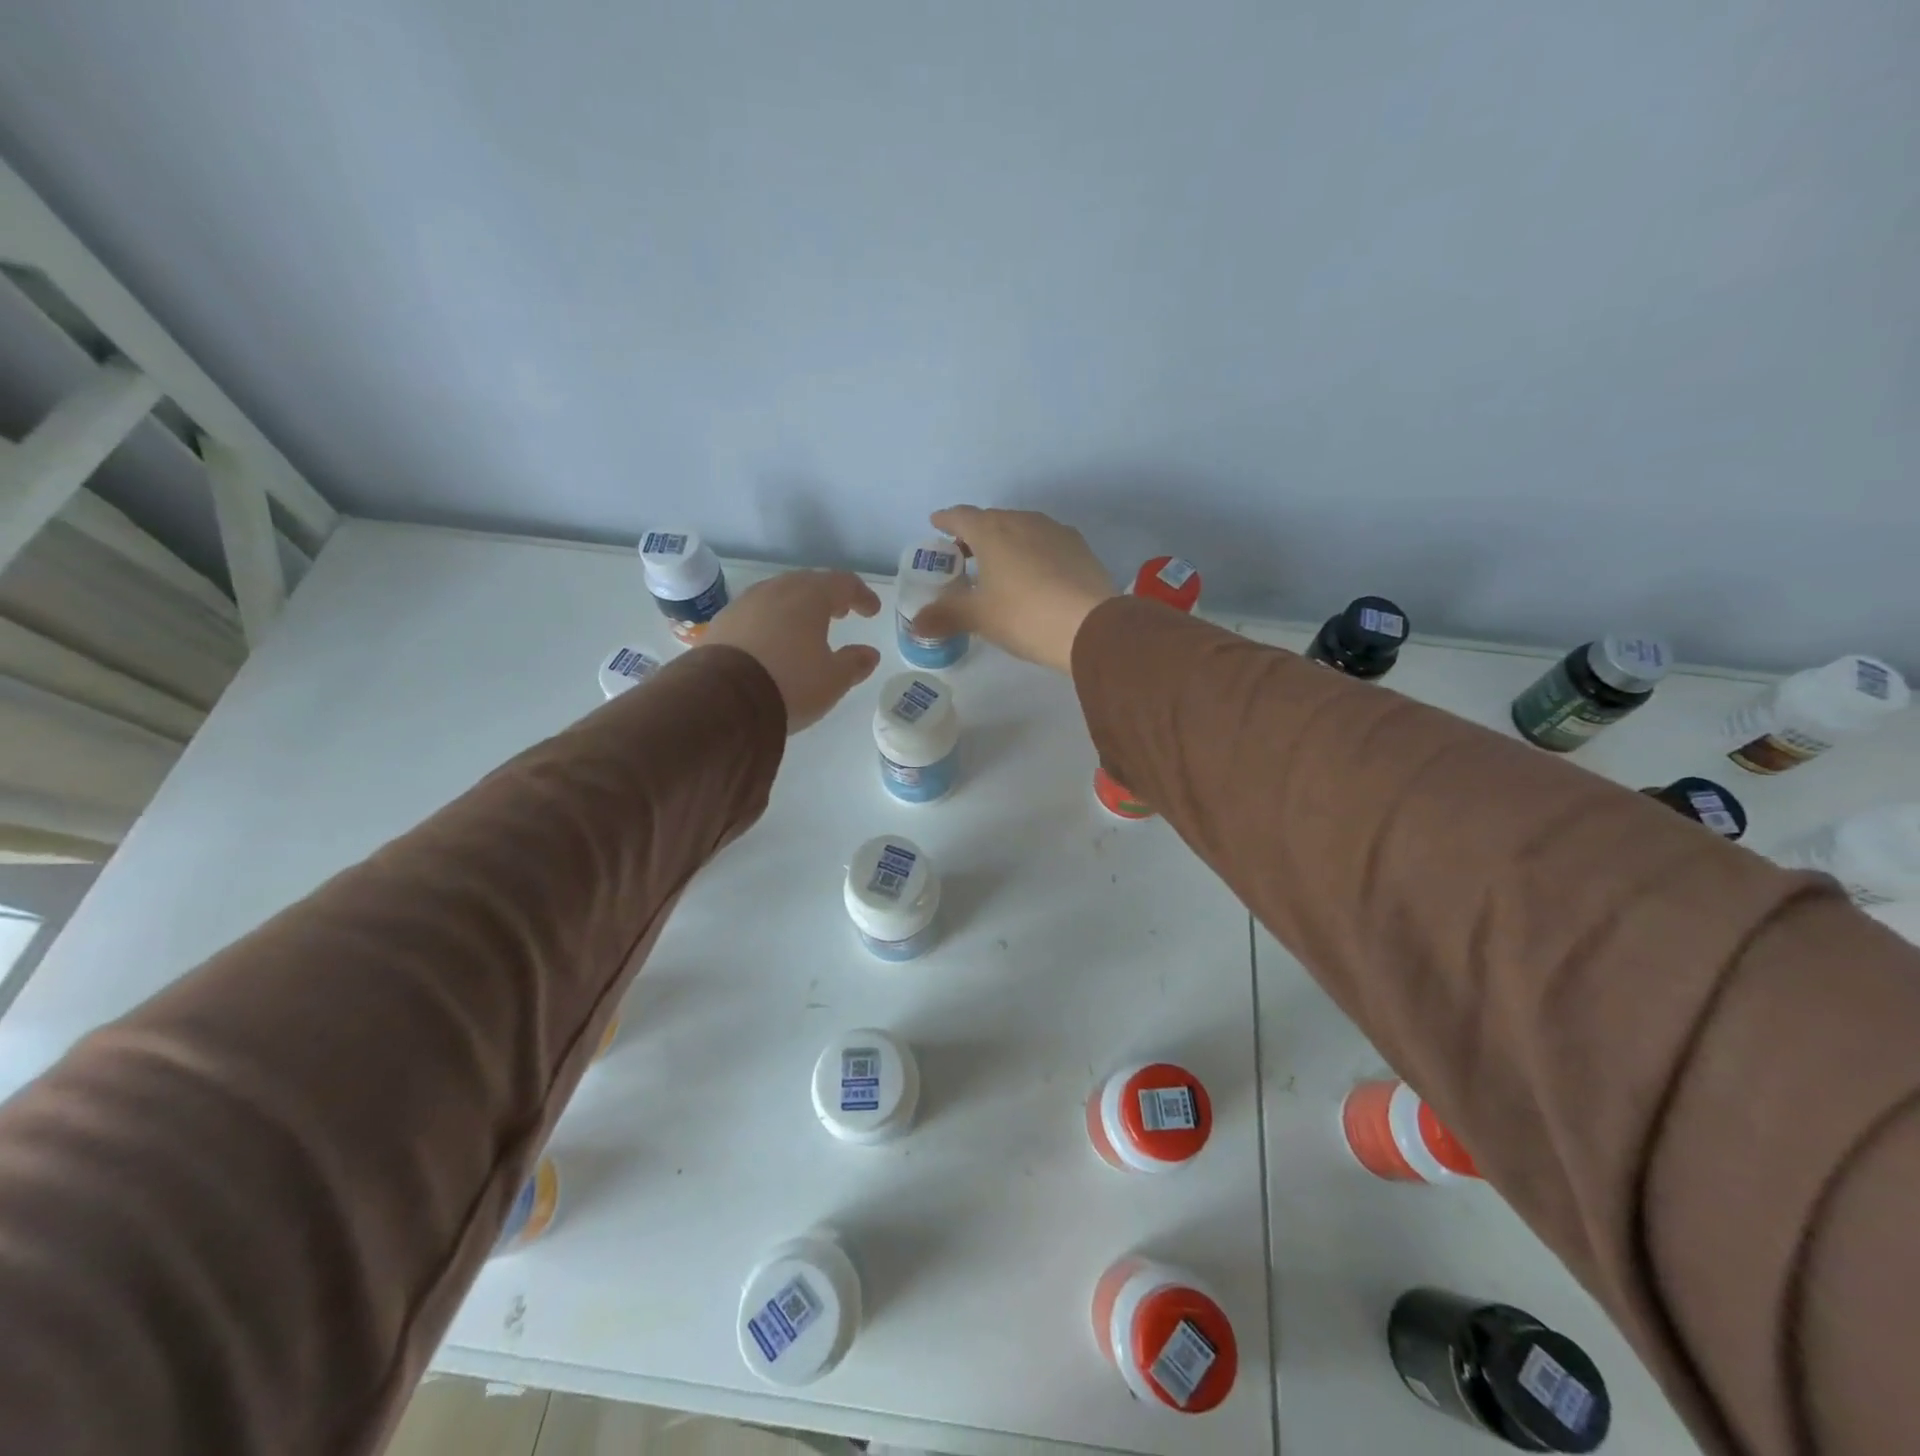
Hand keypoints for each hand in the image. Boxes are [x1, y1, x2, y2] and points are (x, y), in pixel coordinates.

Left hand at [701, 570, 882, 731]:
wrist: (723, 700)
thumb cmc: (790, 683)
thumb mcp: (833, 680)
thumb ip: (854, 663)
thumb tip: (869, 653)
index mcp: (809, 597)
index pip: (843, 583)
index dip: (861, 595)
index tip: (872, 611)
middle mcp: (776, 590)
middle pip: (808, 583)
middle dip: (828, 596)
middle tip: (840, 612)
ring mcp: (744, 604)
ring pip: (778, 595)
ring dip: (797, 607)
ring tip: (806, 627)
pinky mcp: (722, 623)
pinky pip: (755, 613)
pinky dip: (771, 621)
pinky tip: (772, 642)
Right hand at [910, 507, 1115, 673]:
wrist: (1090, 626)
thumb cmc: (1024, 616)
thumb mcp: (979, 618)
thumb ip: (945, 616)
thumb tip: (915, 624)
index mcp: (991, 531)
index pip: (961, 516)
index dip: (946, 520)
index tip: (936, 524)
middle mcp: (1022, 521)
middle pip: (992, 520)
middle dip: (974, 533)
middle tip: (963, 552)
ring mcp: (1055, 531)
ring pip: (1021, 529)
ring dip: (1005, 541)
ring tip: (998, 565)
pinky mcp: (1079, 547)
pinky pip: (1045, 542)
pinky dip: (1032, 552)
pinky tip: (1034, 574)